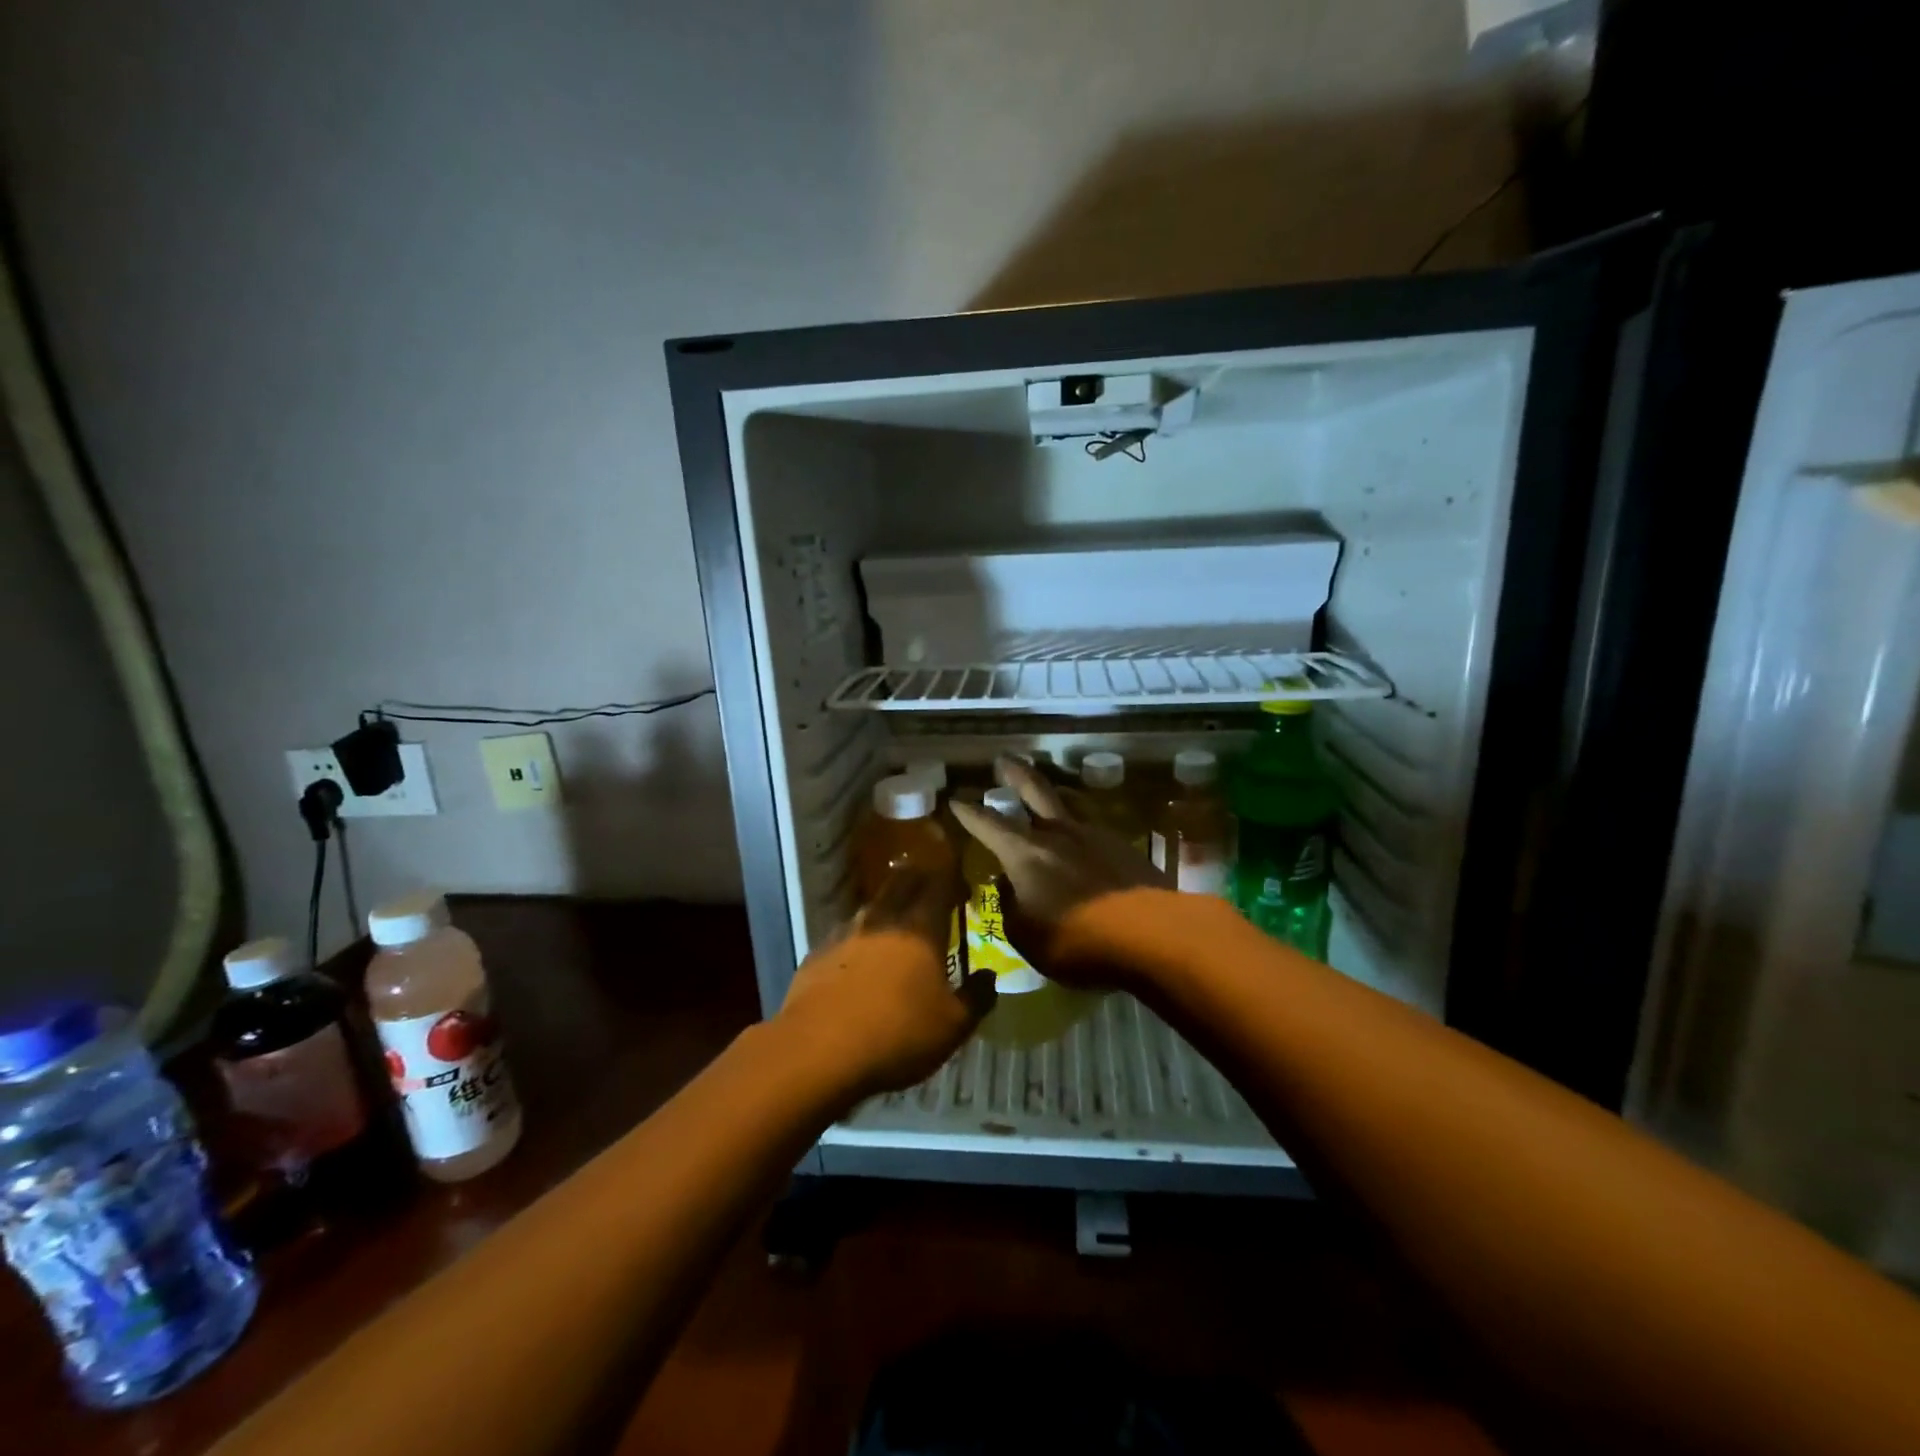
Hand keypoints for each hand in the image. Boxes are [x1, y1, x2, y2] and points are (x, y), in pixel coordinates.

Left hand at [774, 868, 993, 1099]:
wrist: (818, 1051)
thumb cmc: (897, 1035)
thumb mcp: (953, 1027)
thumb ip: (976, 997)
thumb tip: (990, 976)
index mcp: (921, 929)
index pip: (939, 884)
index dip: (952, 877)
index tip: (962, 880)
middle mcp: (883, 920)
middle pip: (902, 882)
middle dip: (918, 878)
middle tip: (930, 886)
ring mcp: (846, 934)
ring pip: (871, 906)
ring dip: (887, 906)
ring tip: (896, 920)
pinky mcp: (818, 953)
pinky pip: (845, 933)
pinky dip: (859, 937)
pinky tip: (859, 956)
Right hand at [949, 757, 1168, 988]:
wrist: (1150, 935)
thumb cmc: (1076, 940)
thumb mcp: (1027, 935)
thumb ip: (1011, 907)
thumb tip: (1008, 888)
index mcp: (1025, 853)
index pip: (988, 824)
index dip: (969, 812)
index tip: (955, 799)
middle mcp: (1058, 834)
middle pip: (1034, 790)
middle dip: (1015, 773)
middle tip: (1004, 758)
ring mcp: (1095, 836)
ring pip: (1070, 803)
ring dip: (1055, 792)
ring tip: (1050, 788)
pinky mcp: (1126, 848)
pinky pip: (1095, 827)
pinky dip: (1082, 826)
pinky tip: (1085, 836)